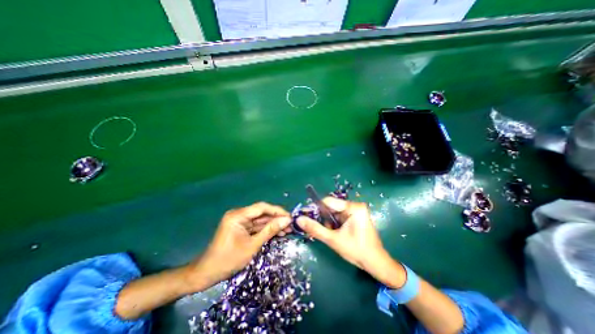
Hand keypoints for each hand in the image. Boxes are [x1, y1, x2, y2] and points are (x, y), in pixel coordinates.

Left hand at [185, 203, 290, 290]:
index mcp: (238, 215)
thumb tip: (287, 220)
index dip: (277, 211)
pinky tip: (277, 233)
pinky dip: (266, 230)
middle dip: (277, 219)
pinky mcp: (241, 228)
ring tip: (287, 230)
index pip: (262, 207)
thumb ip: (270, 231)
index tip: (290, 217)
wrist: (207, 274)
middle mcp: (239, 214)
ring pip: (261, 220)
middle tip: (290, 225)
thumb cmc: (228, 260)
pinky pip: (256, 226)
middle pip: (262, 213)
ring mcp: (240, 221)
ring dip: (273, 225)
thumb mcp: (252, 245)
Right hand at [296, 198, 406, 286]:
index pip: (328, 201)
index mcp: (353, 207)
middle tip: (317, 228)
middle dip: (323, 218)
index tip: (305, 215)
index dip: (316, 208)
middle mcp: (355, 206)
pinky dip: (334, 224)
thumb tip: (299, 219)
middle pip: (331, 207)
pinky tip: (334, 233)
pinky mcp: (356, 217)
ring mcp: (356, 211)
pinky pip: (340, 216)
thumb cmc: (357, 251)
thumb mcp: (333, 240)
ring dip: (328, 222)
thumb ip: (315, 229)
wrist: (376, 264)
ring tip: (330, 234)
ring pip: (334, 212)